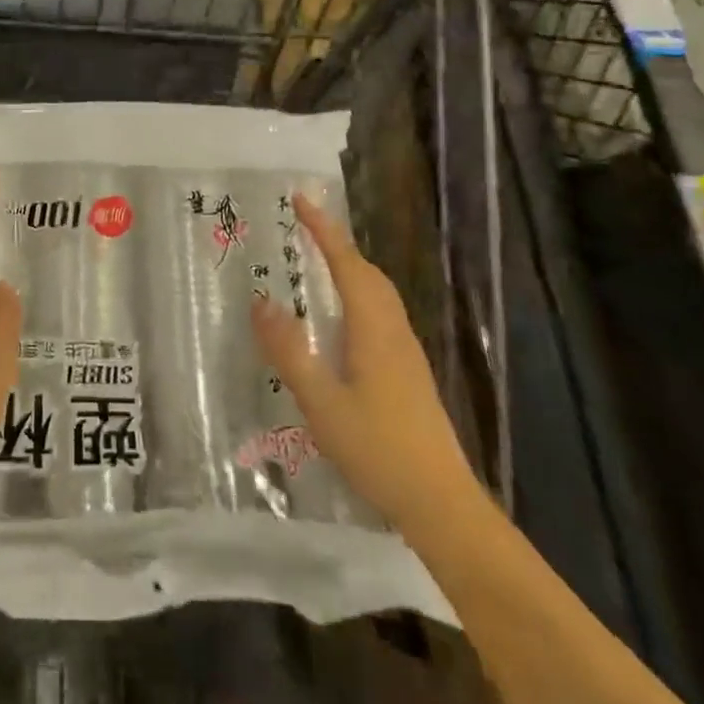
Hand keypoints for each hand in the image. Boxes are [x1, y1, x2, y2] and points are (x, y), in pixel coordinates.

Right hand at [252, 194, 471, 528]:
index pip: (346, 263)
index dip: (323, 229)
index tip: (301, 199)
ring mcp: (406, 353)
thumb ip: (290, 351)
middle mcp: (394, 330)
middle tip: (305, 229)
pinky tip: (341, 322)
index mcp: (373, 328)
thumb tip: (260, 301)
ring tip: (318, 266)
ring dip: (350, 269)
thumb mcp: (322, 402)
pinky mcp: (409, 374)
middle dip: (337, 245)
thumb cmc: (379, 449)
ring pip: (378, 294)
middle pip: (368, 273)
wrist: (442, 505)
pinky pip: (381, 314)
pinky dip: (358, 295)